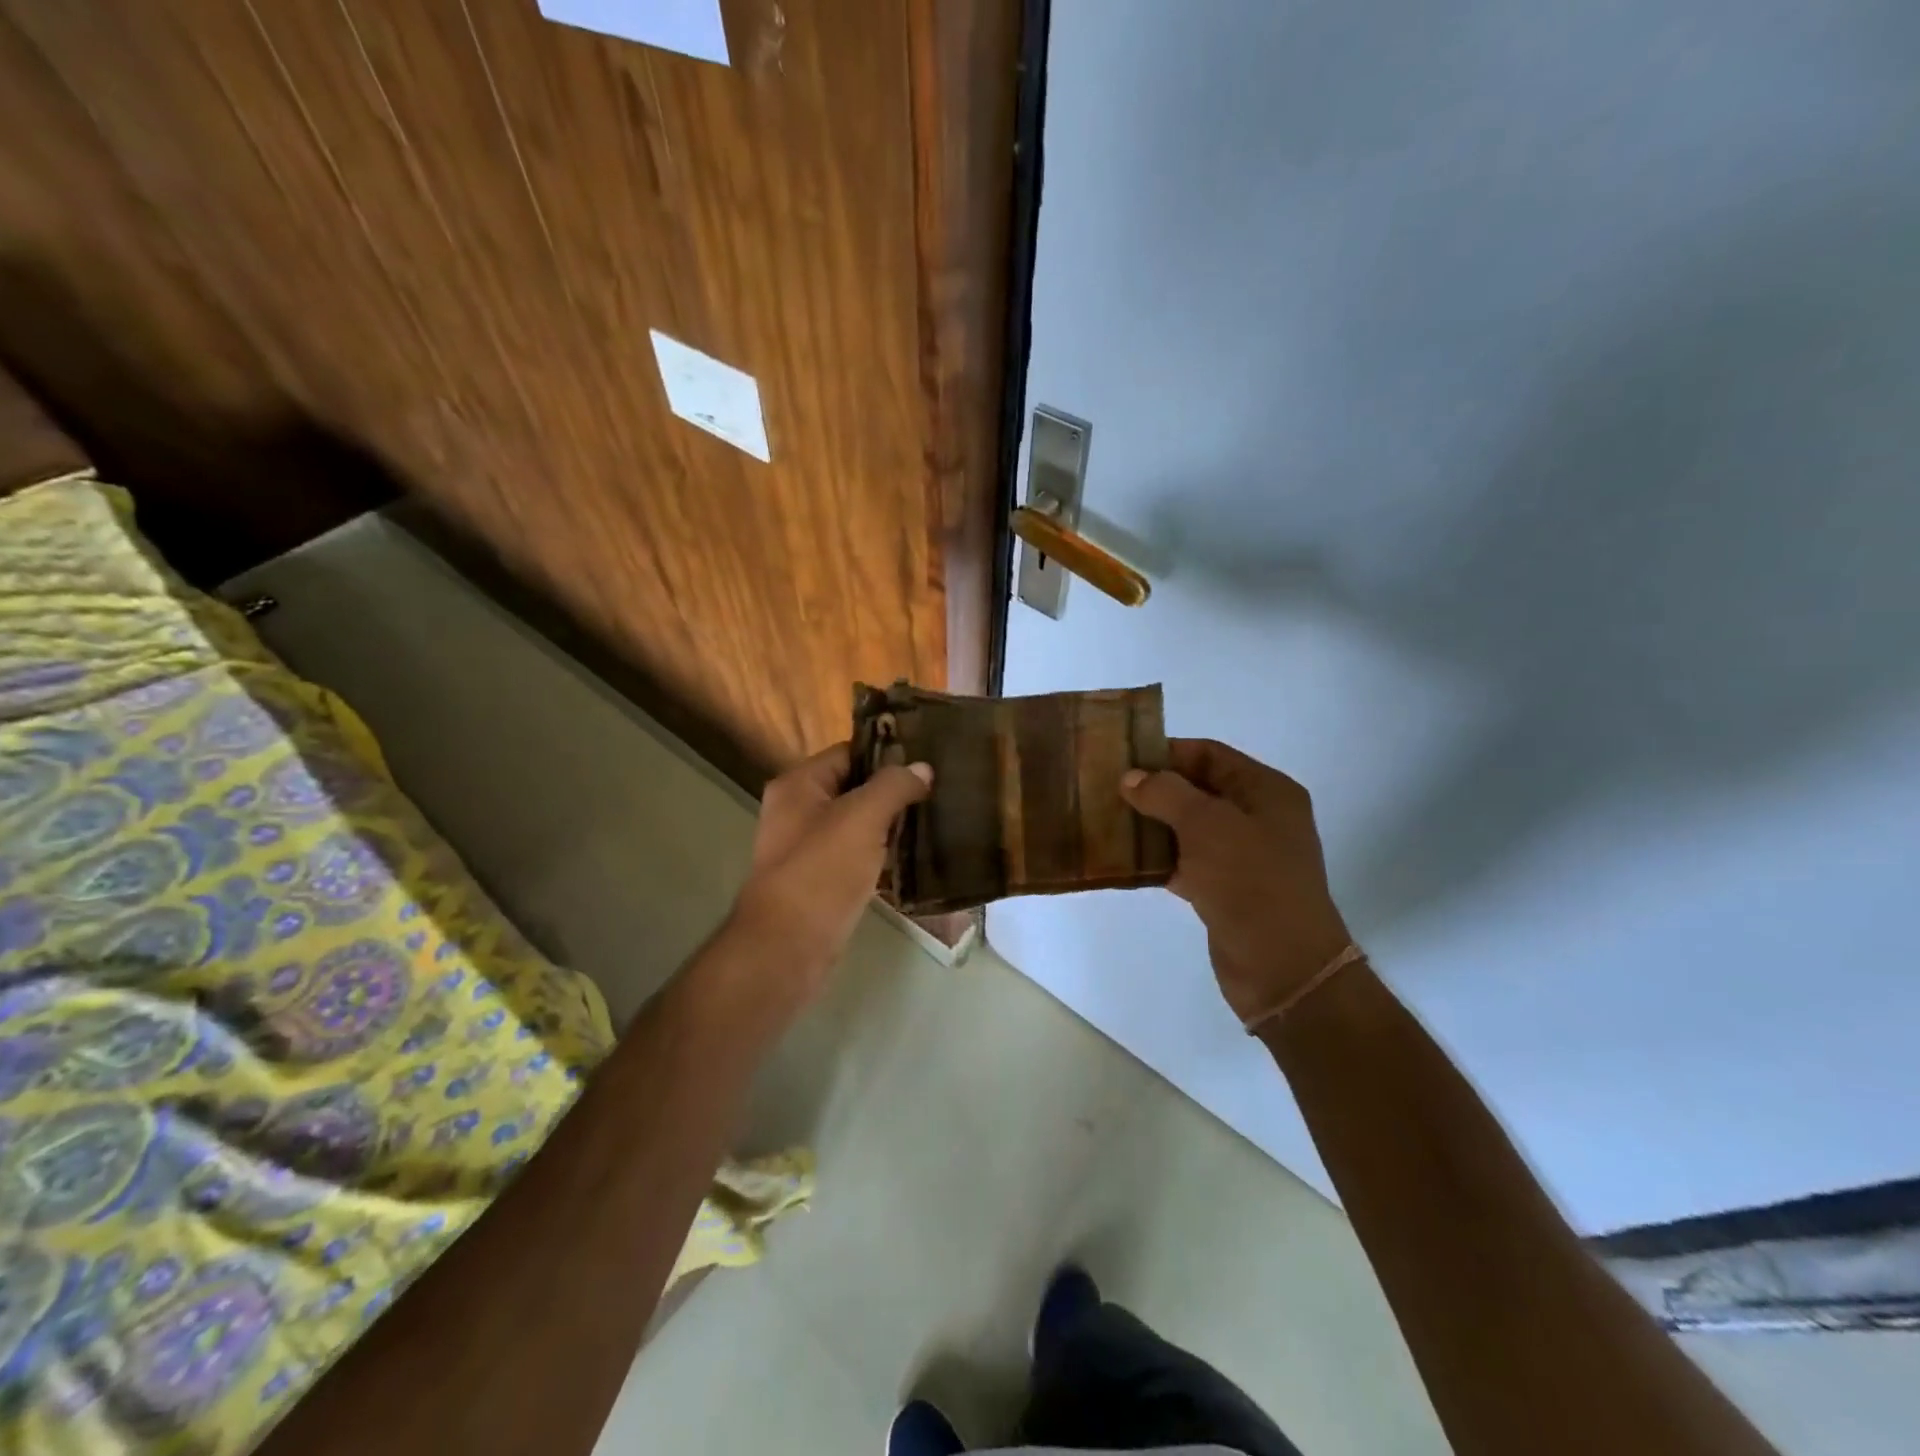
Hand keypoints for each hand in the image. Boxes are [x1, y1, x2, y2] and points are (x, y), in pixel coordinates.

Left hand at [726, 743, 932, 1005]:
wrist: (787, 947)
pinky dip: (881, 855)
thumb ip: (893, 786)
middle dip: (893, 791)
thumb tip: (922, 768)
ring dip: (890, 825)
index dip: (886, 754)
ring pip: (857, 824)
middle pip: (854, 788)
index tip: (928, 760)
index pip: (848, 753)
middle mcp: (798, 811)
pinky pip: (857, 856)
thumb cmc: (821, 871)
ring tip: (934, 820)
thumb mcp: (862, 817)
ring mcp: (808, 848)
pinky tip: (915, 858)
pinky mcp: (820, 881)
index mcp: (799, 784)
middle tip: (939, 791)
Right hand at [1121, 739, 1351, 1023]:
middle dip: (1155, 789)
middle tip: (1107, 789)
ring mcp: (1243, 856)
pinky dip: (1159, 858)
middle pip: (1198, 789)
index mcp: (1266, 791)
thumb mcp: (1207, 825)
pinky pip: (1187, 862)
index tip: (1123, 757)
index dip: (1168, 752)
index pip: (1210, 754)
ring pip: (1189, 828)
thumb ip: (1165, 793)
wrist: (1283, 968)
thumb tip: (1130, 778)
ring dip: (1153, 824)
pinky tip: (1126, 859)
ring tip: (1108, 820)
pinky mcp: (1226, 890)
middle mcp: (1258, 818)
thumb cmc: (1251, 882)